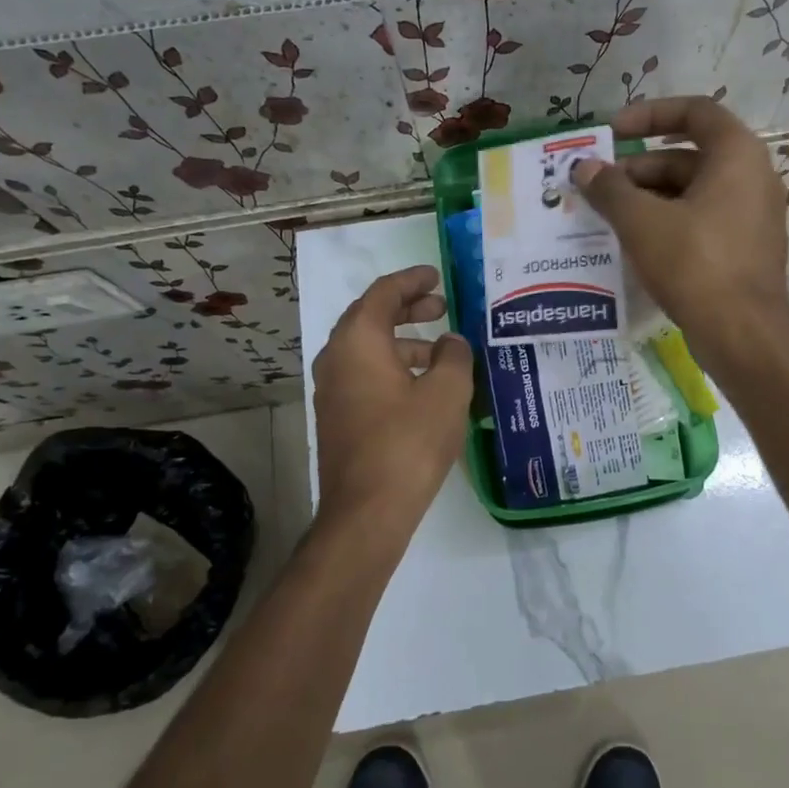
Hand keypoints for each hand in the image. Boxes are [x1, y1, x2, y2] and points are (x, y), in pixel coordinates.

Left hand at [312, 265, 473, 538]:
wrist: (368, 511)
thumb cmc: (409, 441)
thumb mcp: (447, 391)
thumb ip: (454, 356)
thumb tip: (451, 343)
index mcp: (358, 341)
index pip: (383, 294)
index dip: (412, 280)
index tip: (437, 276)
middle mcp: (337, 359)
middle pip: (371, 318)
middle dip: (407, 308)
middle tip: (441, 306)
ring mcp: (333, 390)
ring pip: (369, 349)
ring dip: (403, 341)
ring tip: (441, 349)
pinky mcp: (339, 417)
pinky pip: (366, 375)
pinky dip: (393, 366)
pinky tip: (423, 386)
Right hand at [572, 96, 788, 357]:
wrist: (743, 334)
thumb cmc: (695, 264)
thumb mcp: (642, 222)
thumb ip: (610, 189)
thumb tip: (585, 168)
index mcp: (737, 155)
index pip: (695, 111)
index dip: (650, 114)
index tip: (613, 132)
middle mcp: (753, 177)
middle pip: (689, 156)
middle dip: (640, 168)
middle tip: (600, 187)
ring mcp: (752, 216)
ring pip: (693, 192)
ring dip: (650, 198)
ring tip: (609, 218)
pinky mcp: (746, 249)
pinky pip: (702, 221)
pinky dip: (669, 223)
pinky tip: (636, 244)